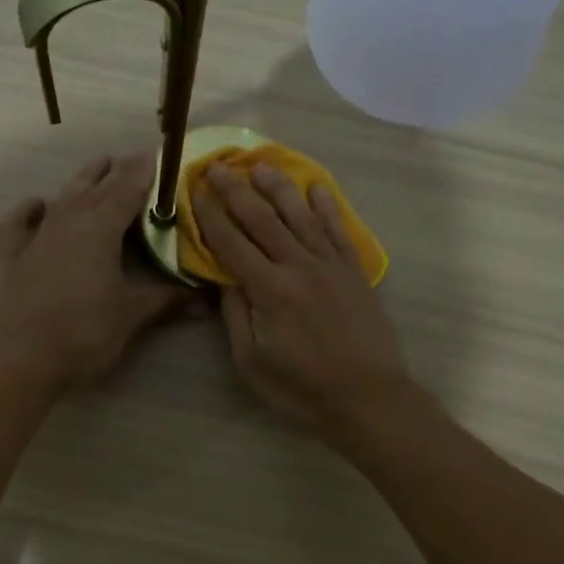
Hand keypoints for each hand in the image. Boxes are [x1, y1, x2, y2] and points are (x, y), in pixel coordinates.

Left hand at [0, 152, 192, 387]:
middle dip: (118, 171)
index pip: (128, 189)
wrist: (25, 359)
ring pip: (63, 197)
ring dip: (83, 180)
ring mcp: (38, 237)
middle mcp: (68, 221)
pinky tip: (38, 204)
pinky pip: (18, 224)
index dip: (145, 171)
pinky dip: (28, 210)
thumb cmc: (86, 332)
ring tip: (99, 165)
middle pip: (96, 187)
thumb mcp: (133, 315)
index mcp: (100, 228)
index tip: (160, 155)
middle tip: (136, 160)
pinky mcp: (15, 258)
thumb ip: (168, 299)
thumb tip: (206, 298)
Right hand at [191, 162, 412, 430]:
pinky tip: (317, 188)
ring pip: (301, 216)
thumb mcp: (251, 361)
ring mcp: (331, 265)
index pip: (232, 243)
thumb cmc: (301, 388)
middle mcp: (299, 266)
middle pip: (263, 219)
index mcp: (269, 289)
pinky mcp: (354, 272)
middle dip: (237, 190)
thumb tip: (222, 277)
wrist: (367, 398)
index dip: (211, 215)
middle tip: (219, 165)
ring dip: (279, 187)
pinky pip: (338, 230)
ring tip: (261, 165)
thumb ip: (235, 314)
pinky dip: (327, 207)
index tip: (196, 190)